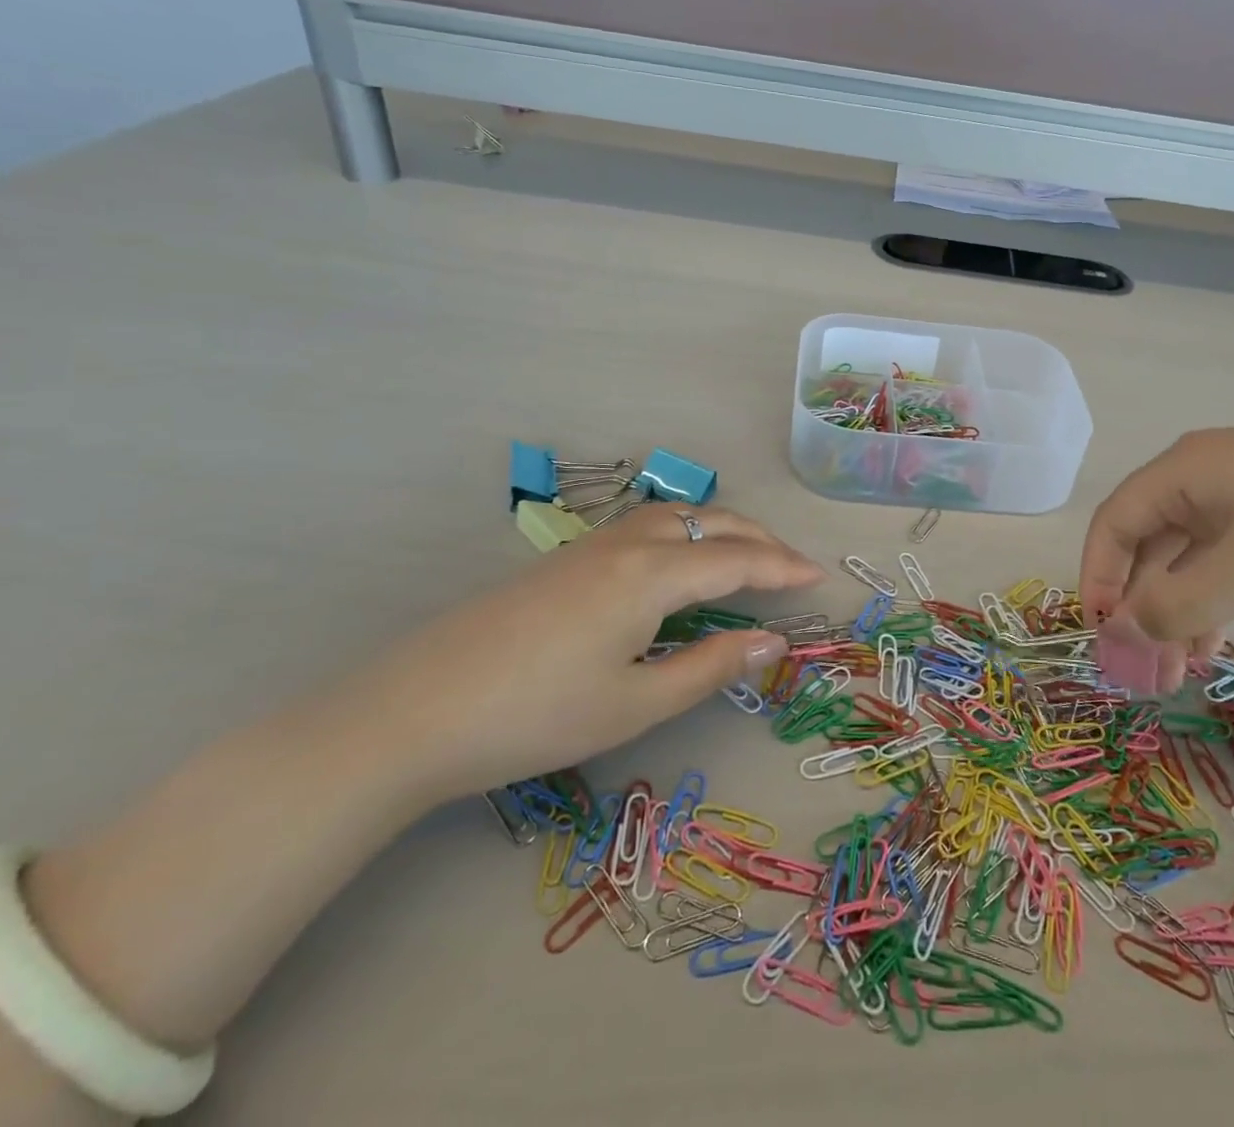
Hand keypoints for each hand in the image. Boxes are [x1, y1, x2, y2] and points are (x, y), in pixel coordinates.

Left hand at [358, 505, 823, 799]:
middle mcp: (627, 544)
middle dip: (758, 538)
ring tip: (744, 559)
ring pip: (674, 516)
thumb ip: (710, 668)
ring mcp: (591, 546)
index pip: (737, 559)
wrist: (414, 711)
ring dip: (719, 529)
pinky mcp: (564, 560)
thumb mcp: (635, 704)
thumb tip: (773, 643)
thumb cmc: (536, 716)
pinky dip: (684, 534)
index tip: (819, 577)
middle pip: (710, 522)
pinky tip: (676, 566)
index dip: (783, 567)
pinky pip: (645, 528)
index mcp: (652, 574)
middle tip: (790, 567)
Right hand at [1079, 429, 1233, 692]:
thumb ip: (1173, 607)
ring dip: (1175, 608)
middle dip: (1138, 605)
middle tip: (1144, 669)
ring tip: (1179, 669)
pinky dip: (1211, 597)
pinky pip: (1222, 555)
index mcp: (1183, 470)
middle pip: (1145, 540)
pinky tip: (1217, 639)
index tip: (1101, 639)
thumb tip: (1116, 635)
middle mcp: (1202, 473)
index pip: (1113, 523)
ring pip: (1185, 553)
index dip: (1096, 580)